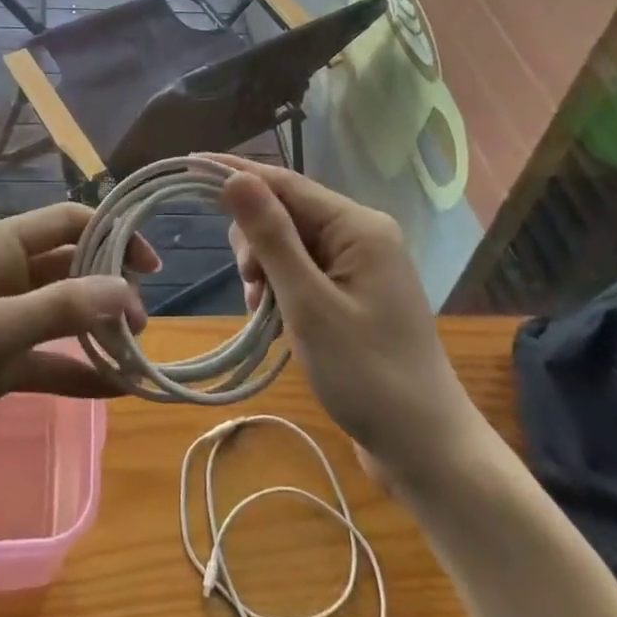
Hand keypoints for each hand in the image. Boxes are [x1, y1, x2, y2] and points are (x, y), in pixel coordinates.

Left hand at [0, 203, 157, 491]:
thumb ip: (59, 309)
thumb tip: (128, 292)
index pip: (67, 222)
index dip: (112, 234)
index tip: (151, 266)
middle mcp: (1, 276)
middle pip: (69, 268)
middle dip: (109, 287)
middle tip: (146, 320)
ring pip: (62, 315)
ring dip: (97, 330)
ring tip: (139, 351)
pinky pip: (47, 360)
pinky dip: (78, 372)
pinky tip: (116, 390)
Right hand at [211, 156, 476, 488]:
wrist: (427, 451)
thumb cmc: (367, 376)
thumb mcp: (308, 304)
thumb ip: (271, 237)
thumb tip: (235, 178)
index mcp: (358, 226)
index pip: (285, 183)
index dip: (236, 174)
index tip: (189, 165)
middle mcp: (361, 233)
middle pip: (286, 211)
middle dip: (255, 240)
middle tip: (250, 287)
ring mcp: (360, 264)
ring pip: (290, 243)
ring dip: (266, 269)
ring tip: (261, 312)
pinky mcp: (354, 292)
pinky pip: (304, 269)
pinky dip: (281, 287)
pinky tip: (272, 320)